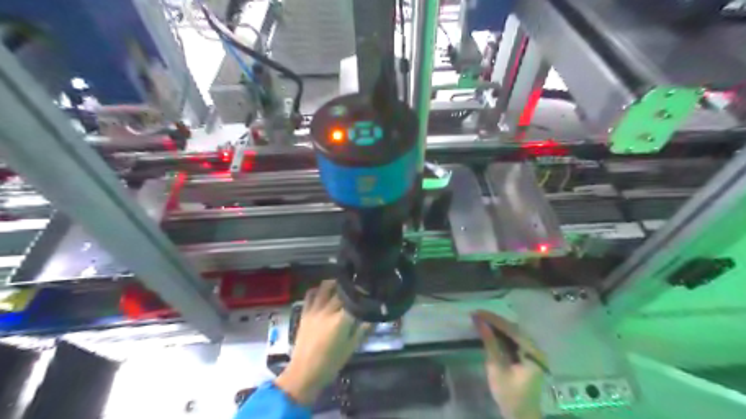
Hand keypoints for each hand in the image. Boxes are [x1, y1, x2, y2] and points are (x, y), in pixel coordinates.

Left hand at [274, 281, 368, 403]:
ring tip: (342, 285)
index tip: (369, 293)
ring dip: (335, 283)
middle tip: (358, 288)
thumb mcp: (351, 348)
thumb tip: (372, 318)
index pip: (355, 300)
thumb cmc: (330, 364)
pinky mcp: (305, 313)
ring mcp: (314, 310)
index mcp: (341, 321)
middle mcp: (328, 311)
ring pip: (325, 287)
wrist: (304, 373)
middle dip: (351, 288)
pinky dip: (317, 290)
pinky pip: (310, 295)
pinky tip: (323, 291)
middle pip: (341, 292)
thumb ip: (362, 330)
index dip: (363, 295)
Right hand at [471, 309, 545, 417]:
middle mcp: (536, 349)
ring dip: (497, 326)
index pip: (511, 329)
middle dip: (494, 321)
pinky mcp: (528, 356)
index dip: (493, 320)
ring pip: (513, 332)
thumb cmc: (509, 395)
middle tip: (477, 314)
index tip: (477, 313)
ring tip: (480, 319)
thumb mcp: (497, 368)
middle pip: (513, 329)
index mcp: (532, 353)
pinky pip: (514, 339)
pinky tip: (490, 330)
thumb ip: (490, 343)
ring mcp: (533, 352)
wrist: (521, 416)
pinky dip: (501, 334)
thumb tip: (480, 322)